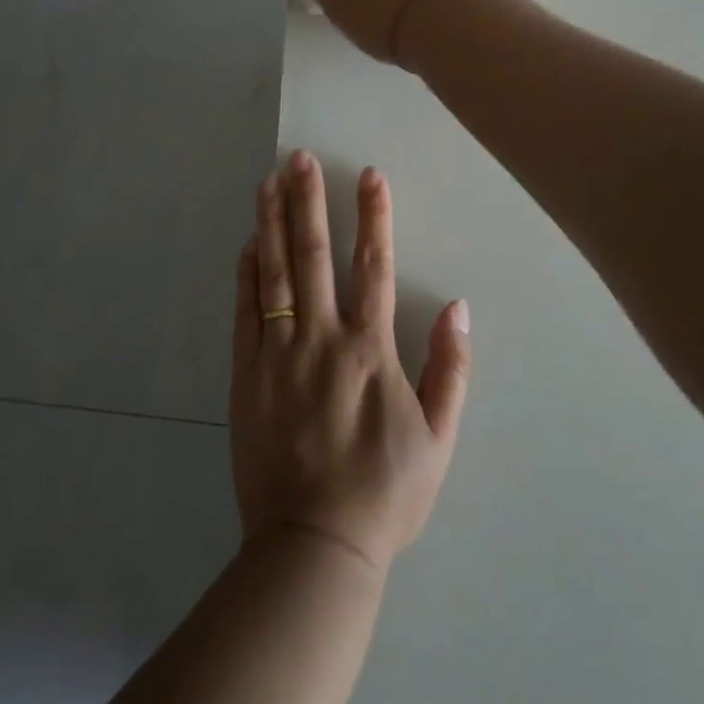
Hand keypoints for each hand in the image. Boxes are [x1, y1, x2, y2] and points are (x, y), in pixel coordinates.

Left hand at [230, 150, 472, 575]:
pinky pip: (246, 313)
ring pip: (273, 274)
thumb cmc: (384, 493)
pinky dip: (246, 274)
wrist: (313, 545)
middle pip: (314, 255)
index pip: (374, 265)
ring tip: (268, 181)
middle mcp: (322, 338)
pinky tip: (247, 244)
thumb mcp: (439, 439)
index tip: (369, 175)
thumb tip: (458, 307)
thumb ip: (451, 369)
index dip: (374, 215)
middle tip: (300, 158)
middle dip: (308, 201)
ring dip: (271, 223)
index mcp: (370, 349)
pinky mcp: (246, 375)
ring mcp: (278, 354)